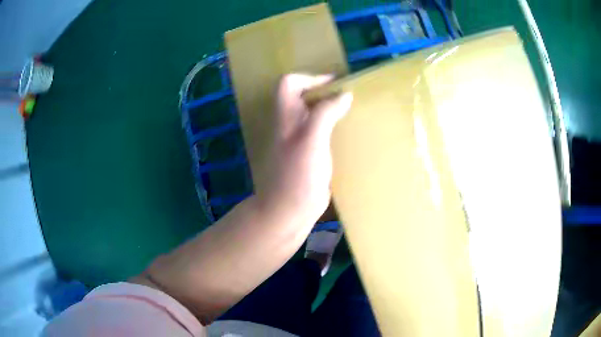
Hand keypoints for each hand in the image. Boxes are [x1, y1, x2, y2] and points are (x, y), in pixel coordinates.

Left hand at [259, 73, 352, 223]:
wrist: (289, 211)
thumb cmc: (297, 176)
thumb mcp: (311, 140)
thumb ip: (325, 113)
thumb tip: (344, 94)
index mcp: (286, 117)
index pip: (289, 83)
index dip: (310, 78)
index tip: (336, 84)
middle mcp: (291, 125)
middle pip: (304, 97)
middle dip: (326, 92)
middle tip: (350, 96)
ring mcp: (300, 141)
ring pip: (314, 114)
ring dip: (332, 109)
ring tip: (354, 111)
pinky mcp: (310, 155)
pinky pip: (322, 132)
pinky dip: (335, 127)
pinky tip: (350, 134)